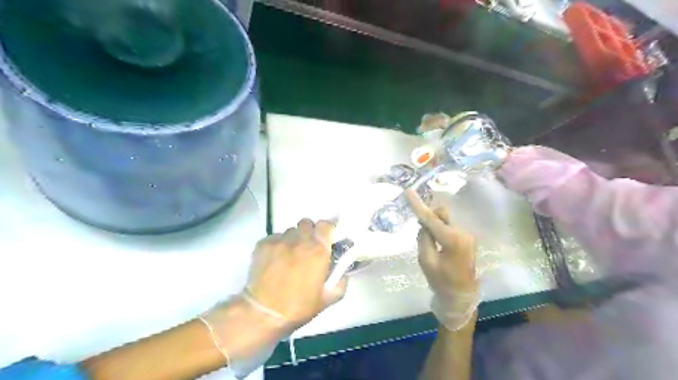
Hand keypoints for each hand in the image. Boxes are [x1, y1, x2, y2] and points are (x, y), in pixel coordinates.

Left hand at [245, 218, 348, 327]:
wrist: (264, 313)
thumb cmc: (298, 307)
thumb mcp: (328, 298)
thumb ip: (340, 281)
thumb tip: (342, 271)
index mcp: (318, 251)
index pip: (325, 225)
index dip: (326, 230)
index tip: (325, 239)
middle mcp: (300, 240)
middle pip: (307, 223)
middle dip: (309, 232)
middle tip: (307, 248)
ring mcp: (280, 241)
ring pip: (290, 231)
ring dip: (293, 239)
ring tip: (289, 256)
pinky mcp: (263, 244)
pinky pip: (275, 237)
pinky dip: (277, 245)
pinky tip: (274, 260)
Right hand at [404, 190, 478, 329]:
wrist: (461, 296)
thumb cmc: (441, 281)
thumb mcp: (425, 260)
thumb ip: (423, 238)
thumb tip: (424, 223)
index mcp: (451, 239)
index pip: (431, 218)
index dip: (418, 204)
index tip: (408, 191)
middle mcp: (462, 233)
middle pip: (440, 216)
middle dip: (430, 220)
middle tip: (423, 236)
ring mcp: (467, 235)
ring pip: (445, 222)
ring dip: (435, 228)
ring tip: (432, 247)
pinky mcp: (467, 239)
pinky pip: (449, 228)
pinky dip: (441, 232)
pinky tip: (439, 247)